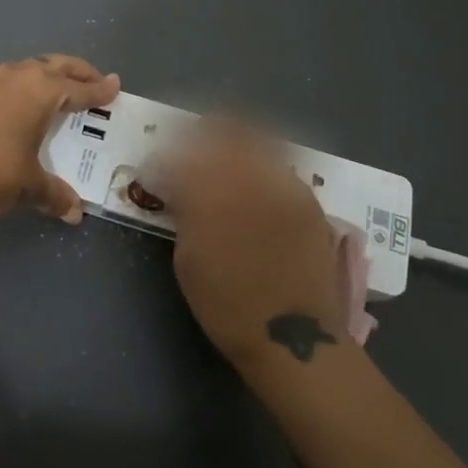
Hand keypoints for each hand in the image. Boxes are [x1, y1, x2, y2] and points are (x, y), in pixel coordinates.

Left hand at [0, 56, 119, 221]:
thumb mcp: (28, 185)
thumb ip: (53, 194)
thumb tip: (73, 211)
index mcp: (40, 91)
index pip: (79, 88)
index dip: (99, 90)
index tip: (115, 85)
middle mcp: (17, 77)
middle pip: (55, 65)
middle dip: (77, 71)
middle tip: (94, 79)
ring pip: (26, 68)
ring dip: (45, 74)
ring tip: (54, 88)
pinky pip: (3, 81)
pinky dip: (19, 86)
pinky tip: (15, 102)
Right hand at [165, 120, 346, 369]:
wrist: (294, 338)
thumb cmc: (227, 306)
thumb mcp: (188, 259)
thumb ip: (184, 211)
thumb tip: (178, 187)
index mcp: (211, 193)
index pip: (182, 153)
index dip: (167, 154)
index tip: (159, 163)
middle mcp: (250, 177)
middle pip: (225, 130)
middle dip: (204, 132)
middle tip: (191, 145)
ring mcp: (284, 185)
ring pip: (258, 141)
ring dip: (236, 142)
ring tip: (224, 156)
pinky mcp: (308, 199)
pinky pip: (279, 167)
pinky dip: (262, 165)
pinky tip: (255, 183)